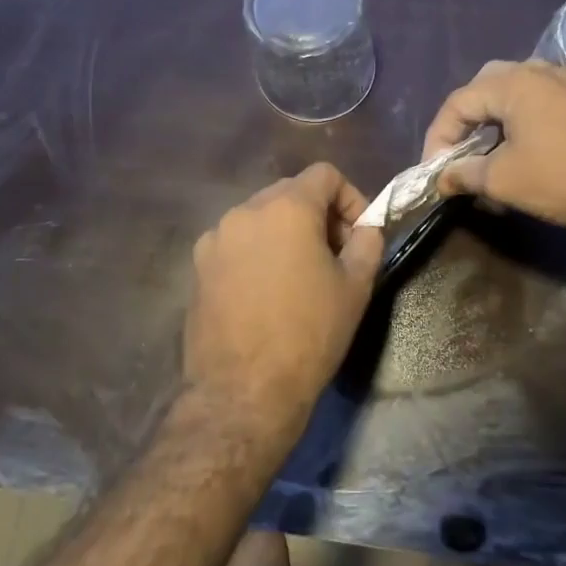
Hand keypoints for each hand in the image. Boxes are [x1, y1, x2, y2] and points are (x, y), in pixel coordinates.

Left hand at [182, 164, 384, 438]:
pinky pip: (236, 243)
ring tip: (299, 275)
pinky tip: (266, 292)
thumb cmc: (308, 334)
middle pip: (290, 192)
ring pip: (261, 217)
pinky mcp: (198, 266)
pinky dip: (257, 252)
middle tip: (335, 256)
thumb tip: (366, 228)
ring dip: (286, 233)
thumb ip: (367, 242)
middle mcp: (245, 211)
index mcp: (286, 207)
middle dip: (318, 215)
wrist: (243, 392)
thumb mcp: (356, 287)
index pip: (325, 174)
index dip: (351, 198)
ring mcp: (215, 238)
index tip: (358, 235)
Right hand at [422, 59, 565, 235]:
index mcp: (514, 83)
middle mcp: (539, 71)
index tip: (435, 170)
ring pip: (515, 92)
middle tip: (458, 153)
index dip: (439, 136)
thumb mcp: (504, 180)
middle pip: (485, 87)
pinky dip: (521, 121)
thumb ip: (464, 174)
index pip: (459, 102)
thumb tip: (441, 179)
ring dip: (494, 121)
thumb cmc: (564, 179)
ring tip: (488, 155)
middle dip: (465, 122)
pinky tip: (524, 150)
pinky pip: (541, 100)